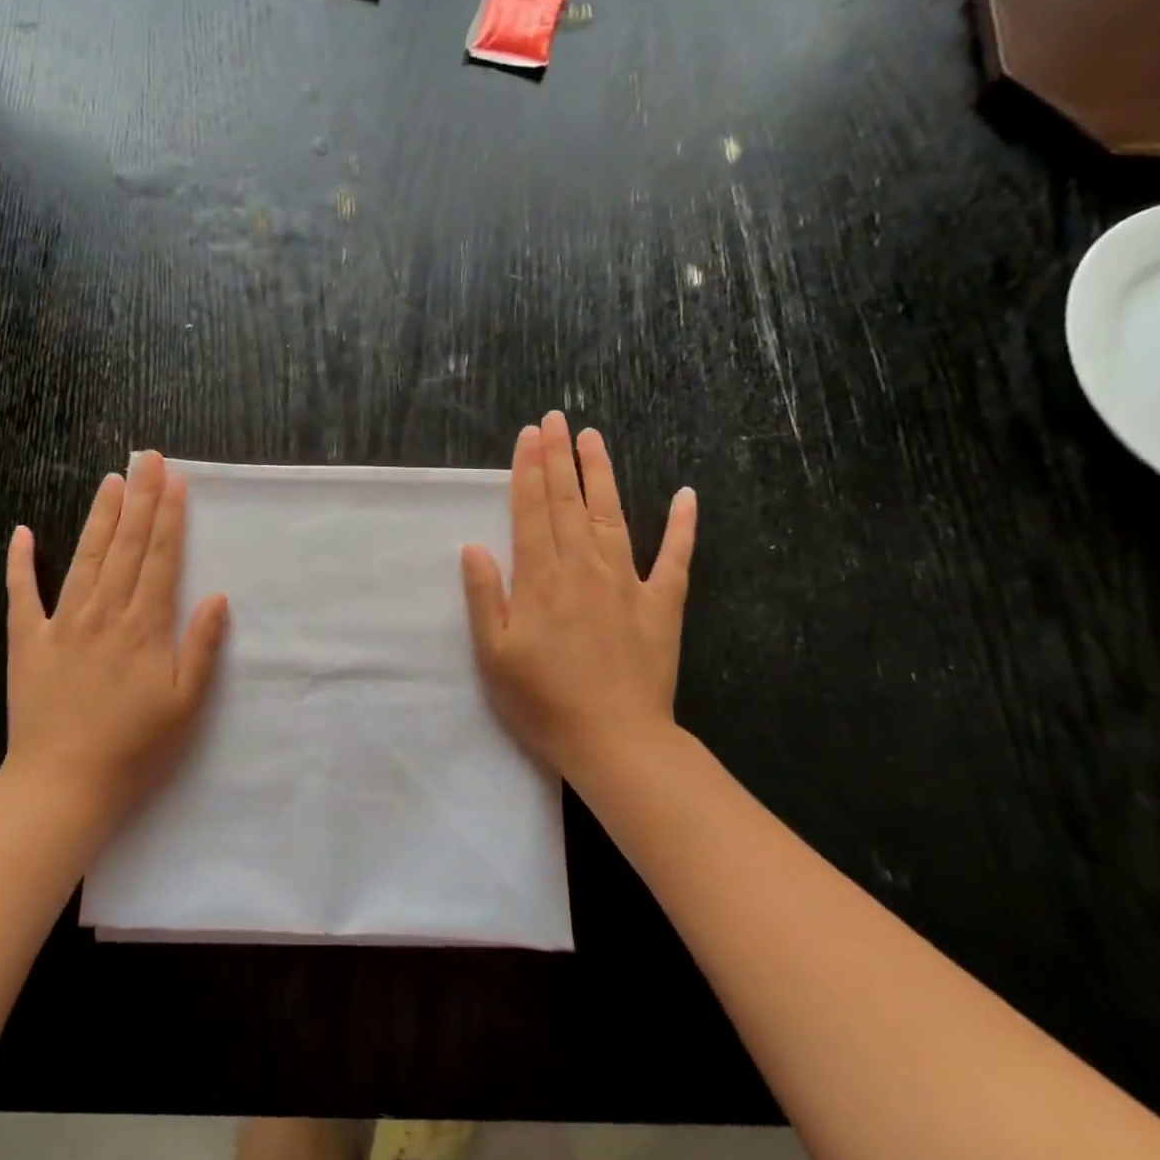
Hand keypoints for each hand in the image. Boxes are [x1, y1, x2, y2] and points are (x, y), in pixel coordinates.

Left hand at [0, 451, 229, 833]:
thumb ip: (201, 648)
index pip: (161, 558)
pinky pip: (21, 595)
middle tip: (147, 458)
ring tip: (111, 480)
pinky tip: (22, 532)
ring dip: (99, 517)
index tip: (175, 480)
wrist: (62, 784)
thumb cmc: (134, 748)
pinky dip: (20, 563)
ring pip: (85, 558)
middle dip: (140, 499)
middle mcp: (104, 613)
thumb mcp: (185, 705)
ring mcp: (61, 624)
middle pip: (126, 546)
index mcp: (144, 627)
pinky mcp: (27, 642)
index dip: (169, 516)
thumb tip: (217, 596)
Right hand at [461, 411, 697, 797]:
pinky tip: (686, 495)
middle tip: (555, 418)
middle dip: (559, 457)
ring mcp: (628, 582)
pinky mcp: (662, 604)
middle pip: (568, 501)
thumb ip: (483, 596)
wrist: (615, 741)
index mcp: (540, 579)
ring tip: (593, 437)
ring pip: (612, 514)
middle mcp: (583, 567)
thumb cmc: (543, 702)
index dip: (528, 470)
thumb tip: (473, 546)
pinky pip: (675, 557)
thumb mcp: (493, 655)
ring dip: (602, 473)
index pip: (532, 511)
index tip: (529, 435)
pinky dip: (682, 526)